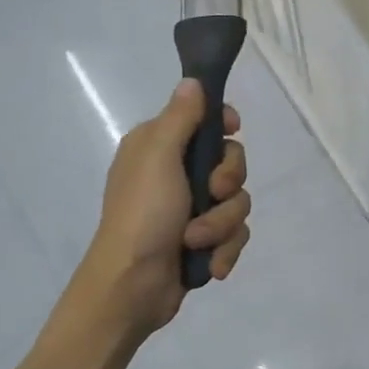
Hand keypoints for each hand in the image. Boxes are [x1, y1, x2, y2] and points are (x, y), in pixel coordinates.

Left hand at [80, 79, 251, 337]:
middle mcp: (176, 174)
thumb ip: (180, 118)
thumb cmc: (142, 215)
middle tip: (213, 194)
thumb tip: (192, 80)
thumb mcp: (158, 158)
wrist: (131, 287)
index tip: (234, 129)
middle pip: (231, 162)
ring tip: (198, 242)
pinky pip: (235, 235)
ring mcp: (191, 210)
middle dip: (229, 183)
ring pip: (238, 203)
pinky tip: (211, 265)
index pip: (205, 120)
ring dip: (222, 225)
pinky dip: (224, 250)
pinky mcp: (203, 241)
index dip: (224, 124)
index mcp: (160, 148)